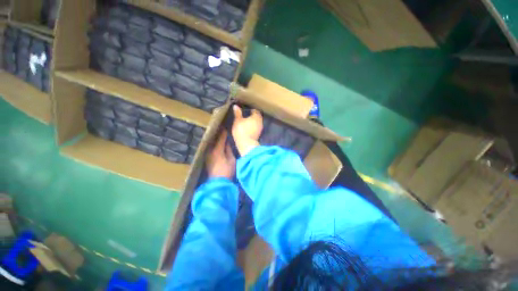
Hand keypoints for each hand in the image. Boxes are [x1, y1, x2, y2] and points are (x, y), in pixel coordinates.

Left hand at [207, 130, 235, 178]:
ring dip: (216, 139)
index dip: (224, 133)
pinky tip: (217, 143)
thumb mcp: (232, 160)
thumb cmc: (227, 172)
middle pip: (214, 140)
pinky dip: (214, 144)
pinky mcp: (207, 159)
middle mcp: (210, 151)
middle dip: (219, 134)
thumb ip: (229, 150)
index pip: (221, 138)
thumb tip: (228, 142)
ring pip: (212, 144)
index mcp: (217, 150)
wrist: (217, 184)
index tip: (226, 127)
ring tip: (221, 134)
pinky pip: (211, 148)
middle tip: (223, 129)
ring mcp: (207, 155)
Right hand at [232, 105, 262, 155]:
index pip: (255, 110)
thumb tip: (236, 106)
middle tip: (247, 115)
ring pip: (257, 122)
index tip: (247, 110)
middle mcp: (260, 121)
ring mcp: (260, 129)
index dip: (251, 109)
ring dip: (253, 121)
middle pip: (257, 116)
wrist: (246, 144)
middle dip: (253, 115)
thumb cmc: (241, 130)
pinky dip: (253, 127)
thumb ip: (237, 113)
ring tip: (247, 121)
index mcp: (256, 116)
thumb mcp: (238, 120)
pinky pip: (256, 128)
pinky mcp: (258, 134)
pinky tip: (248, 127)